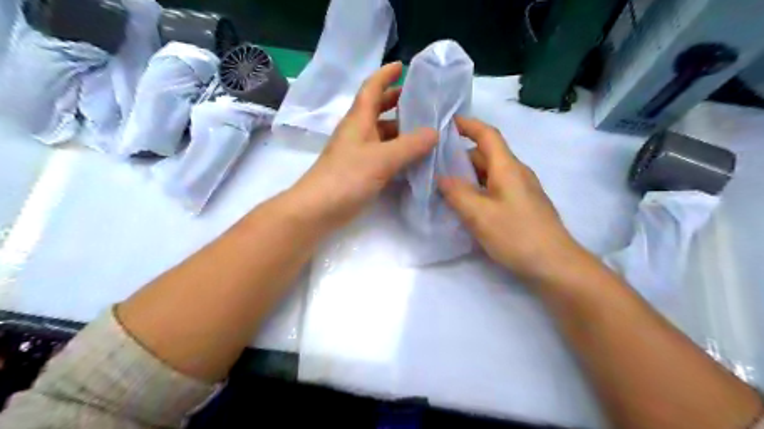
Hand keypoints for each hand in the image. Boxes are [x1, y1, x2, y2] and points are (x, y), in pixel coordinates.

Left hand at [292, 62, 434, 228]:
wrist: (318, 209)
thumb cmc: (347, 177)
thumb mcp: (382, 158)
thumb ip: (410, 145)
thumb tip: (434, 132)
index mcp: (359, 120)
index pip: (371, 89)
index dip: (385, 75)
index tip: (402, 65)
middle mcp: (358, 133)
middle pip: (377, 110)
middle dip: (397, 101)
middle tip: (422, 101)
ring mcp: (358, 153)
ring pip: (382, 134)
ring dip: (401, 130)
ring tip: (426, 130)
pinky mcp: (361, 171)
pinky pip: (383, 154)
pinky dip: (398, 151)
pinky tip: (414, 157)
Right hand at [439, 118, 586, 284]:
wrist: (555, 265)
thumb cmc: (517, 235)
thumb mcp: (479, 215)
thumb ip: (457, 193)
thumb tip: (441, 177)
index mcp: (508, 168)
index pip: (488, 135)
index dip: (468, 125)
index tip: (447, 122)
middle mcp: (516, 173)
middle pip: (486, 155)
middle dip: (460, 155)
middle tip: (434, 162)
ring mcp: (521, 190)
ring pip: (490, 173)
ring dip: (467, 175)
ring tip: (443, 184)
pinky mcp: (521, 206)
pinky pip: (495, 188)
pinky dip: (477, 189)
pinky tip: (464, 204)